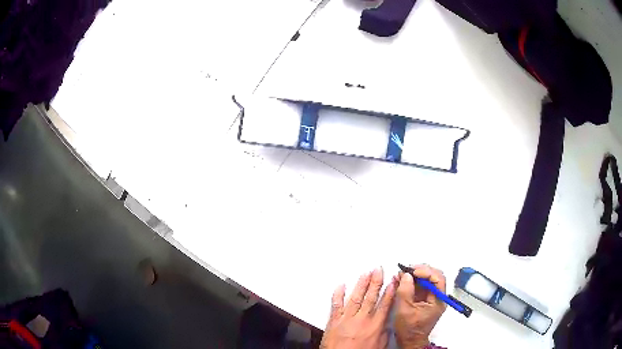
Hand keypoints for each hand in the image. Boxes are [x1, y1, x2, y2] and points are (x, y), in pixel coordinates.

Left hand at [320, 268, 395, 348]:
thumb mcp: (379, 345)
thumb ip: (384, 332)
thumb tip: (387, 321)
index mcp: (375, 326)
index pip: (384, 305)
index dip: (389, 292)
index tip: (392, 281)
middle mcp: (362, 319)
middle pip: (370, 297)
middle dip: (375, 282)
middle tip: (379, 269)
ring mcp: (346, 318)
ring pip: (355, 298)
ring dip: (361, 284)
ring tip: (366, 273)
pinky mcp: (334, 321)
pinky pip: (336, 305)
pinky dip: (338, 294)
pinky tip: (341, 285)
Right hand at [395, 265, 446, 348]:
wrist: (410, 341)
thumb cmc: (409, 329)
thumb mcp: (404, 310)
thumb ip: (405, 291)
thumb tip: (405, 275)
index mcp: (438, 300)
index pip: (438, 279)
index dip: (426, 271)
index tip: (412, 271)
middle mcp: (438, 297)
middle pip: (434, 277)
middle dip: (420, 271)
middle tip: (406, 270)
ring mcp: (432, 298)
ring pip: (427, 280)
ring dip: (415, 276)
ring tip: (401, 275)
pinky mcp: (425, 300)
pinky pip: (421, 286)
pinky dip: (412, 282)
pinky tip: (402, 281)